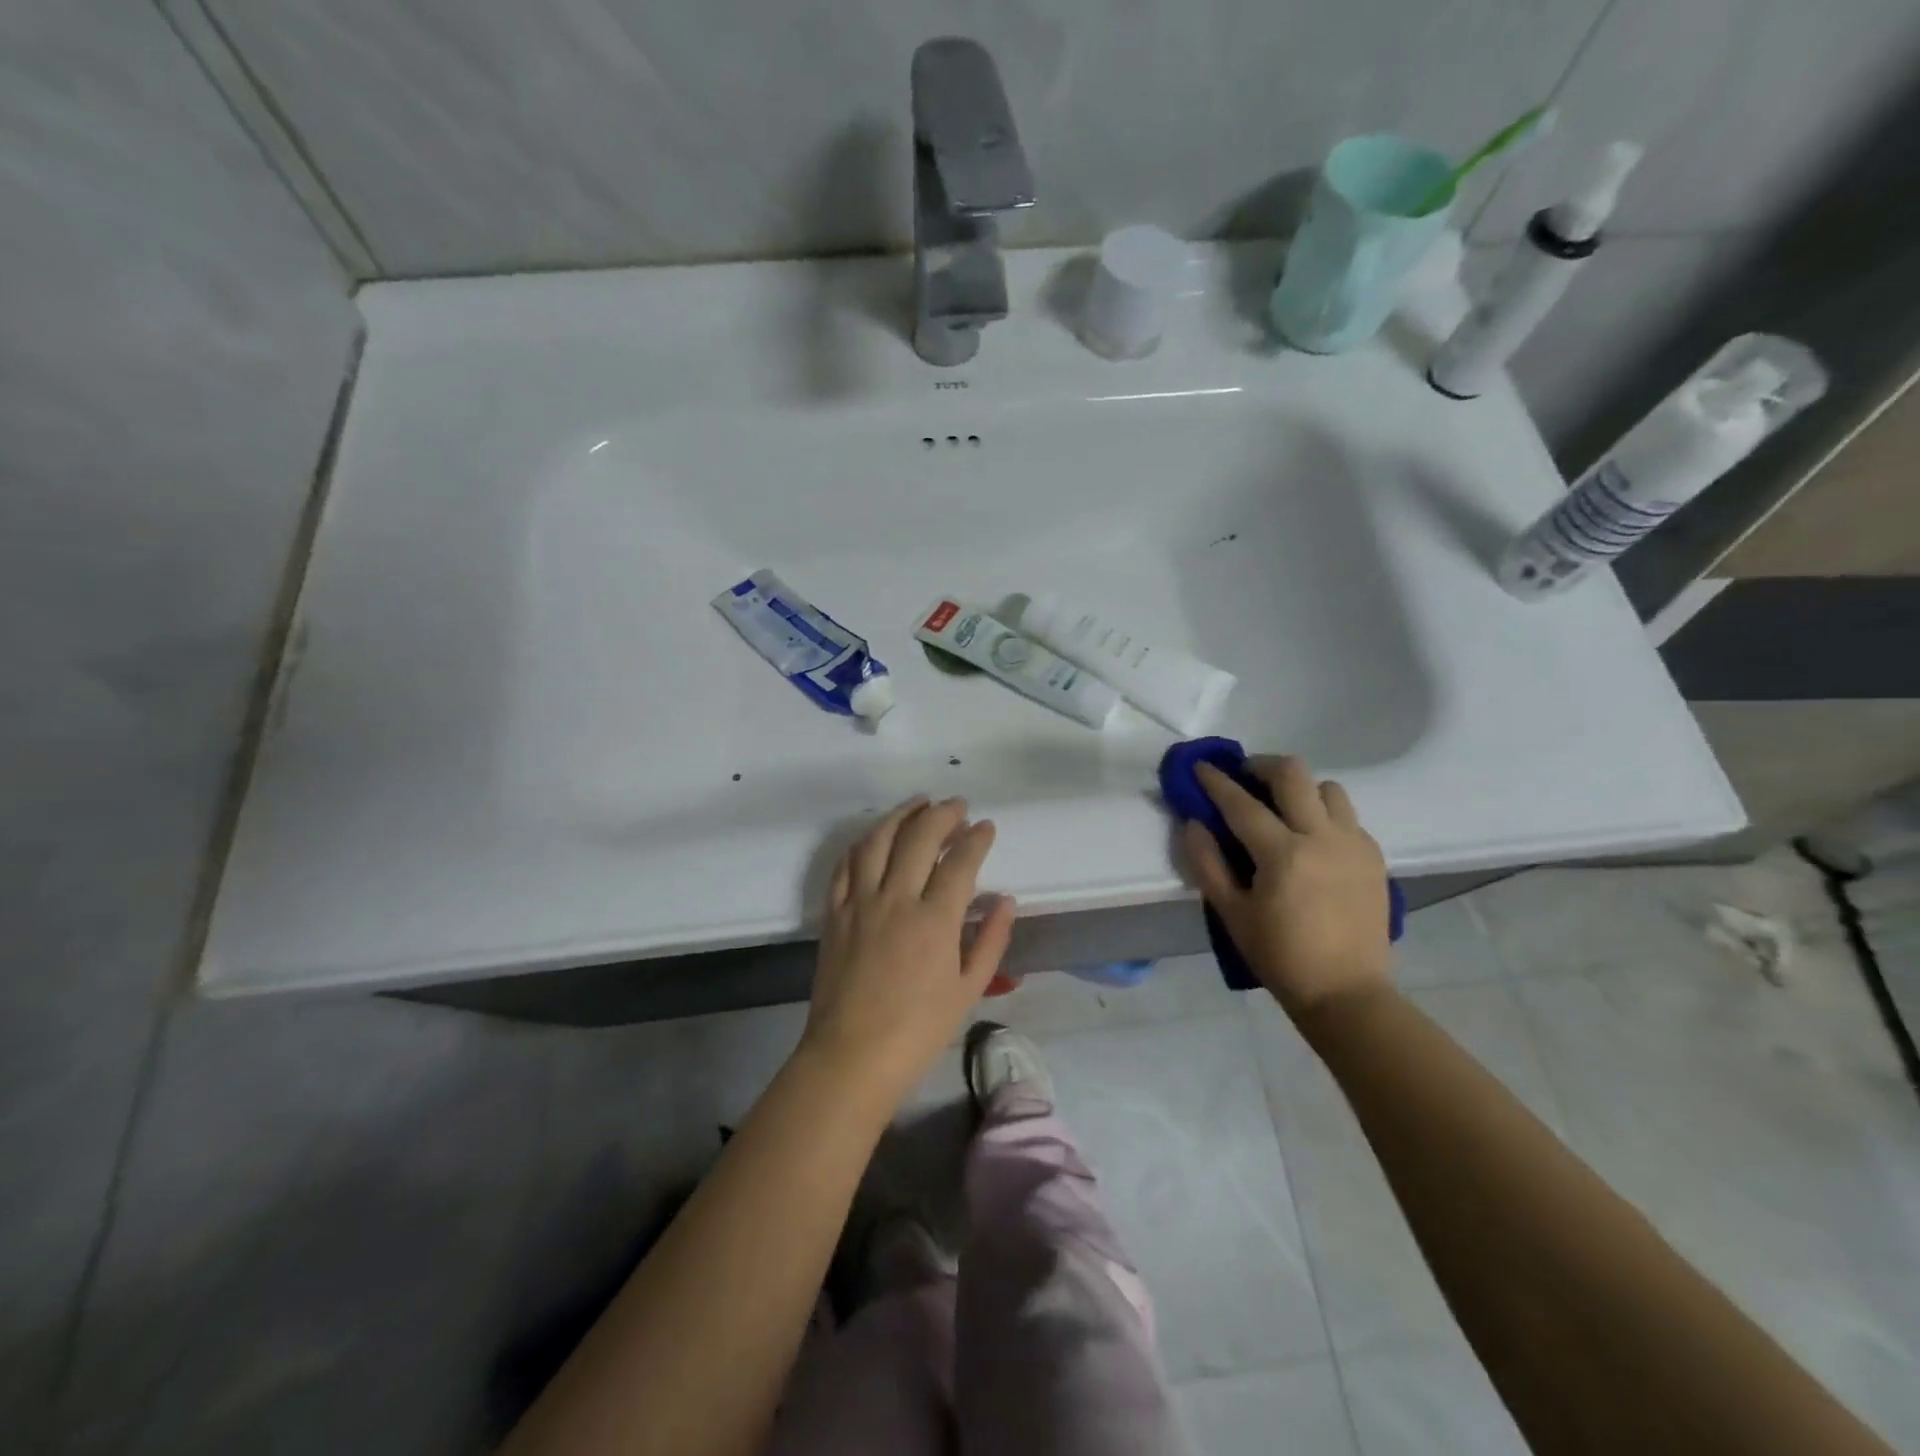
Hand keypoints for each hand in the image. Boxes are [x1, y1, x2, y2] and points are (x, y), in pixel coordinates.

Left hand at [801, 796, 1016, 1103]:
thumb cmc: (918, 1030)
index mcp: (935, 920)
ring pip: (878, 841)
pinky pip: (845, 865)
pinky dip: (862, 843)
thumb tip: (1005, 900)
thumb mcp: (969, 990)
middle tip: (957, 805)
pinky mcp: (834, 913)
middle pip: (919, 838)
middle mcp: (896, 899)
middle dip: (942, 814)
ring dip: (900, 815)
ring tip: (919, 803)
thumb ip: (991, 940)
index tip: (987, 827)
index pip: (960, 861)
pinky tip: (875, 836)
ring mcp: (860, 903)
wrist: (851, 1056)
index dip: (976, 838)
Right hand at [1184, 756, 1392, 1017]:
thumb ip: (1207, 863)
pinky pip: (1347, 815)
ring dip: (1299, 788)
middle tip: (1244, 777)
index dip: (1216, 781)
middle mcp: (1322, 837)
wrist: (1347, 993)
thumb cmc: (1280, 956)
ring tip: (1282, 807)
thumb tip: (1194, 823)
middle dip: (1261, 765)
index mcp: (1283, 854)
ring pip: (1327, 787)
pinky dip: (1323, 813)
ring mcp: (1354, 844)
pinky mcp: (1373, 857)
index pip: (1242, 803)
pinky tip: (1310, 838)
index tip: (1201, 766)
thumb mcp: (1232, 913)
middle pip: (1293, 773)